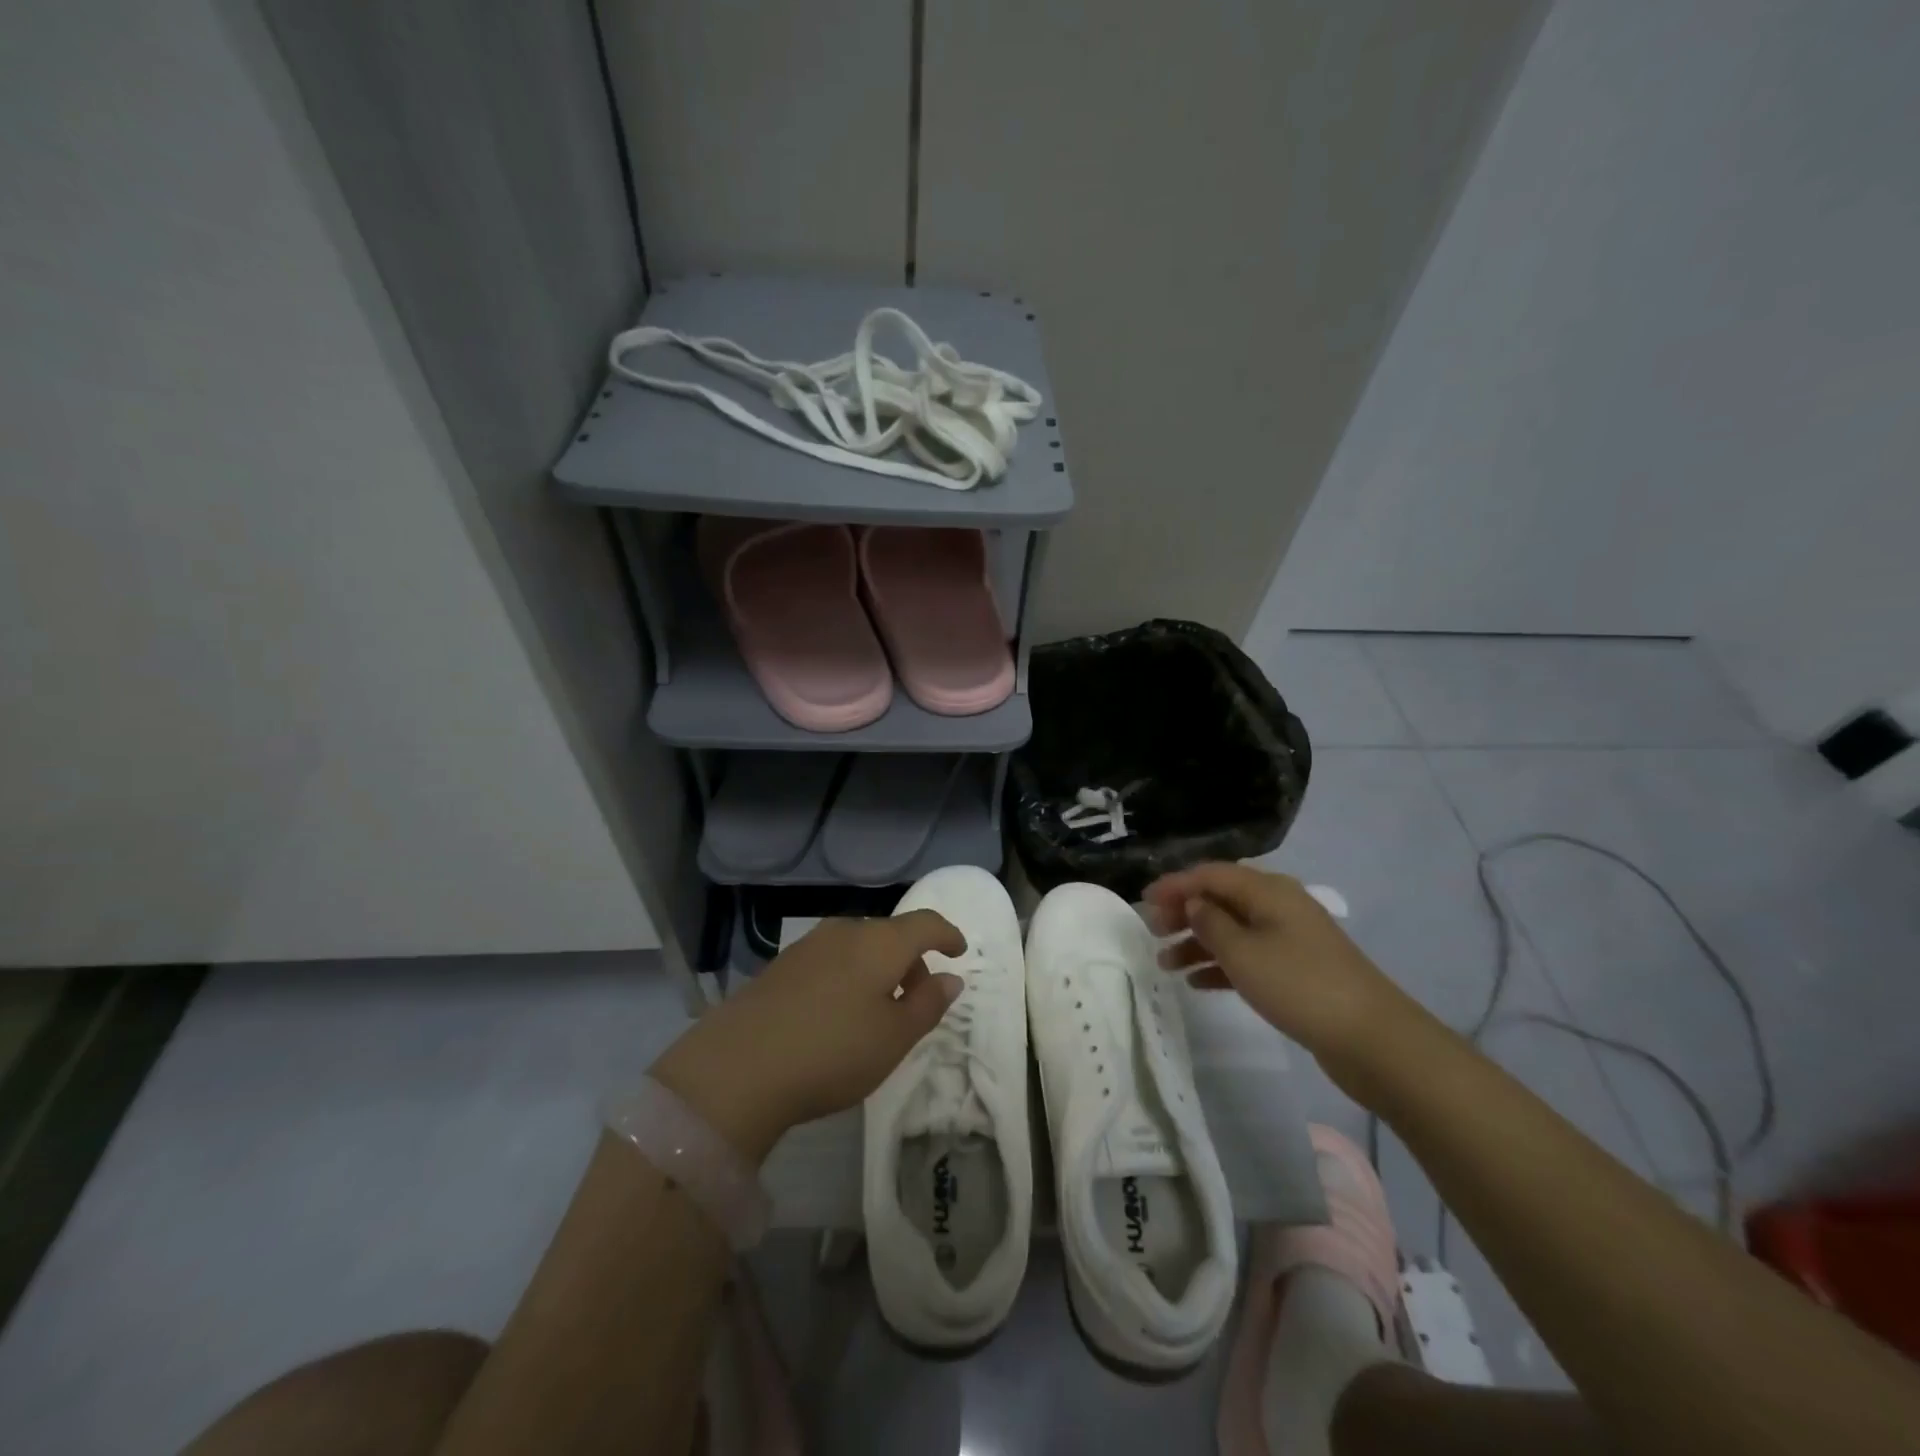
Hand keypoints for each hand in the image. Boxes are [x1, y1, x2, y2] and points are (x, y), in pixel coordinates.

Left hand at [649, 911, 965, 1163]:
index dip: (948, 934)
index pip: (925, 923)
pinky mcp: (781, 966)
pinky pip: (831, 960)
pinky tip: (838, 1014)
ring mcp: (808, 946)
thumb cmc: (832, 1051)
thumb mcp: (894, 1038)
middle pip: (890, 935)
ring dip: (878, 970)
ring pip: (859, 947)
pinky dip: (849, 977)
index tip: (959, 952)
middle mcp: (845, 931)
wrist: (737, 1067)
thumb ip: (928, 1004)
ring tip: (878, 1013)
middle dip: (911, 961)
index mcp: (880, 942)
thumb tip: (950, 978)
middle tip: (918, 1001)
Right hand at [1145, 862, 1421, 1076]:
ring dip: (1198, 943)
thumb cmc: (1299, 985)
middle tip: (1153, 932)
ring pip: (1232, 930)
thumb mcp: (1243, 952)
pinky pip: (1248, 957)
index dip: (1175, 885)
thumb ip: (1210, 923)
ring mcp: (1290, 938)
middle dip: (1184, 912)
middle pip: (1221, 899)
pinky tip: (1197, 983)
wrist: (1372, 1038)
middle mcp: (1278, 906)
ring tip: (1165, 965)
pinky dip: (1221, 965)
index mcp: (1267, 890)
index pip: (1211, 874)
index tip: (1143, 902)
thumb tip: (1194, 903)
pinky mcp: (1296, 970)